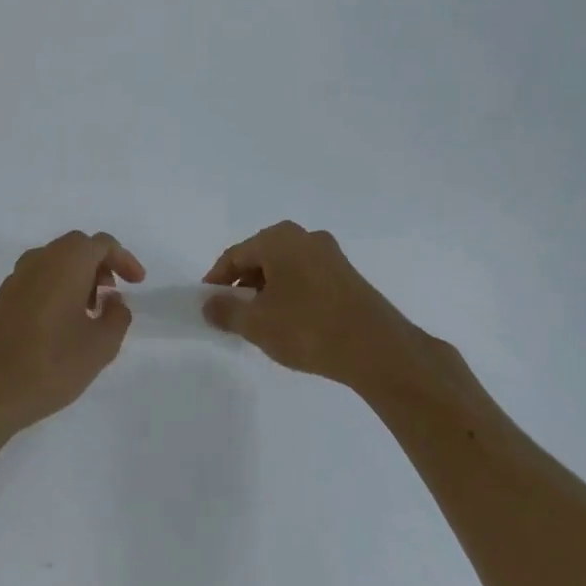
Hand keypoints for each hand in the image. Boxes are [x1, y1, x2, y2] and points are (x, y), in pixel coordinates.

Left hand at [0, 231, 145, 441]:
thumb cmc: (48, 366)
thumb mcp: (99, 347)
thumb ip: (117, 318)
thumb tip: (114, 301)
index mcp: (65, 262)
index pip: (101, 244)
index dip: (124, 260)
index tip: (137, 283)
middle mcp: (38, 260)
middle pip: (77, 248)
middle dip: (100, 266)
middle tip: (111, 297)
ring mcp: (15, 278)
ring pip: (55, 262)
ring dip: (77, 278)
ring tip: (88, 314)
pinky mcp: (0, 298)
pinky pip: (37, 279)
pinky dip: (56, 288)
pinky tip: (60, 325)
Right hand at [202, 221, 435, 392]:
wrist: (377, 349)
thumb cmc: (308, 328)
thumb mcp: (256, 323)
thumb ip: (226, 311)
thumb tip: (209, 304)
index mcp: (279, 239)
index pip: (235, 255)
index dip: (217, 280)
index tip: (208, 304)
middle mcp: (305, 237)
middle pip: (261, 258)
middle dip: (243, 285)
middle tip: (232, 314)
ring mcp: (330, 255)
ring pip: (285, 269)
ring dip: (267, 291)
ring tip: (261, 323)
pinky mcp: (348, 276)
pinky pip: (306, 279)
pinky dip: (291, 295)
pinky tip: (291, 323)